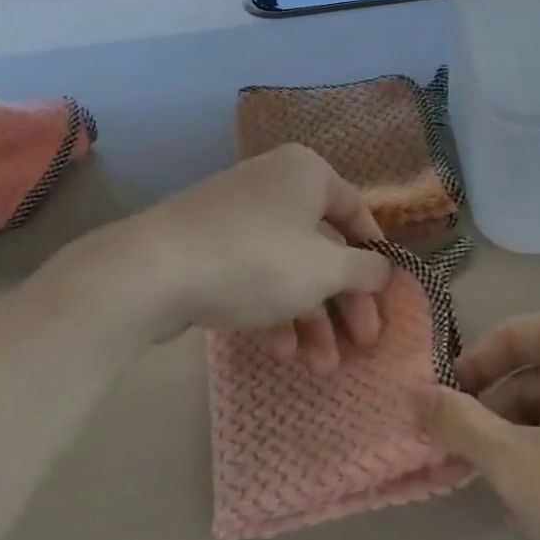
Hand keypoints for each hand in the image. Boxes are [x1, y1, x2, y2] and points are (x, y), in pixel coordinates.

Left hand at [97, 144, 393, 370]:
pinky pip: (255, 274)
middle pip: (323, 246)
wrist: (154, 270)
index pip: (356, 211)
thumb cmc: (257, 259)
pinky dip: (274, 309)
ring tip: (320, 366)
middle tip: (360, 346)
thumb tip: (382, 268)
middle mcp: (275, 184)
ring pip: (289, 267)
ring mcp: (238, 215)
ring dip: (311, 318)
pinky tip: (280, 350)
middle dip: (343, 302)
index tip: (384, 297)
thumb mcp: (325, 268)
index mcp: (307, 173)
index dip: (375, 256)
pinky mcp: (210, 246)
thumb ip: (364, 270)